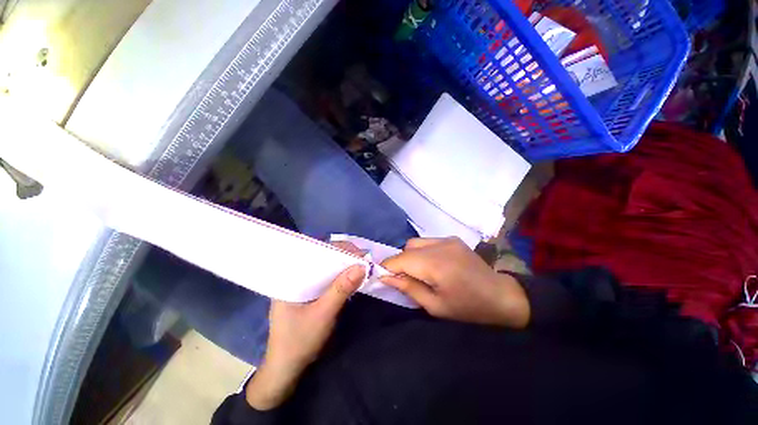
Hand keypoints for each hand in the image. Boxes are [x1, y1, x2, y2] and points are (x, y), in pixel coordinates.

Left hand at [247, 243, 364, 409]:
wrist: (287, 370)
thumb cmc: (299, 341)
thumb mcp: (323, 314)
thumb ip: (341, 289)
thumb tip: (363, 266)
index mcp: (290, 276)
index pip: (315, 251)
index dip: (338, 249)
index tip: (358, 252)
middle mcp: (295, 276)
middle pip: (321, 257)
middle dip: (343, 255)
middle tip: (363, 257)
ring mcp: (302, 284)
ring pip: (325, 267)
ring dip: (342, 265)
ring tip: (360, 263)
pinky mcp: (309, 293)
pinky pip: (325, 278)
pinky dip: (338, 276)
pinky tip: (349, 276)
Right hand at [380, 237, 529, 327]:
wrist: (500, 295)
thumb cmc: (467, 307)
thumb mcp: (435, 306)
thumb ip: (408, 288)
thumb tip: (385, 278)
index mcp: (435, 265)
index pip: (400, 259)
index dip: (387, 267)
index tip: (382, 277)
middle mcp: (439, 246)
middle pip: (406, 248)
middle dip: (399, 263)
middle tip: (403, 279)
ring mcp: (447, 239)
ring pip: (415, 243)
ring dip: (410, 256)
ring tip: (418, 272)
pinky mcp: (452, 238)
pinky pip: (427, 242)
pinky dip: (422, 252)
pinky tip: (432, 264)